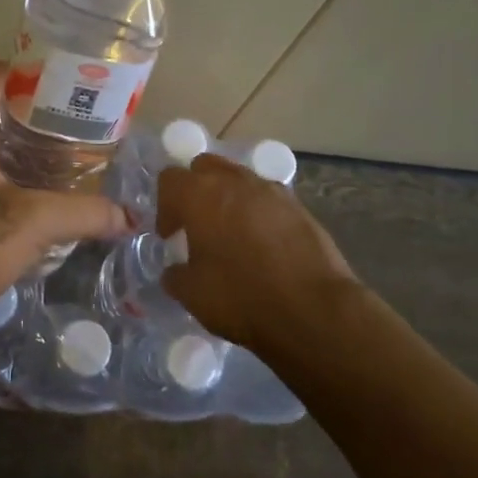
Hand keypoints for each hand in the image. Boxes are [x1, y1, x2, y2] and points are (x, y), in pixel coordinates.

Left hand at [0, 61, 127, 341]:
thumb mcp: (35, 223)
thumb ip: (85, 213)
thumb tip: (129, 217)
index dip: (29, 70)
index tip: (66, 83)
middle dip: (32, 112)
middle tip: (74, 123)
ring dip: (18, 147)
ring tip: (62, 158)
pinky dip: (4, 175)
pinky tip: (33, 198)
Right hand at [156, 154, 362, 356]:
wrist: (313, 310)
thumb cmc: (241, 297)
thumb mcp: (192, 294)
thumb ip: (176, 275)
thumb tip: (175, 271)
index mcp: (200, 194)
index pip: (170, 179)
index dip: (165, 207)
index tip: (171, 236)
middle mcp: (234, 181)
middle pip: (205, 166)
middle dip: (197, 189)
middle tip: (198, 224)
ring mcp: (271, 190)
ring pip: (239, 179)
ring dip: (229, 198)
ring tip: (233, 233)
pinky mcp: (299, 206)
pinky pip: (268, 198)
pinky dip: (259, 212)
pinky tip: (264, 244)